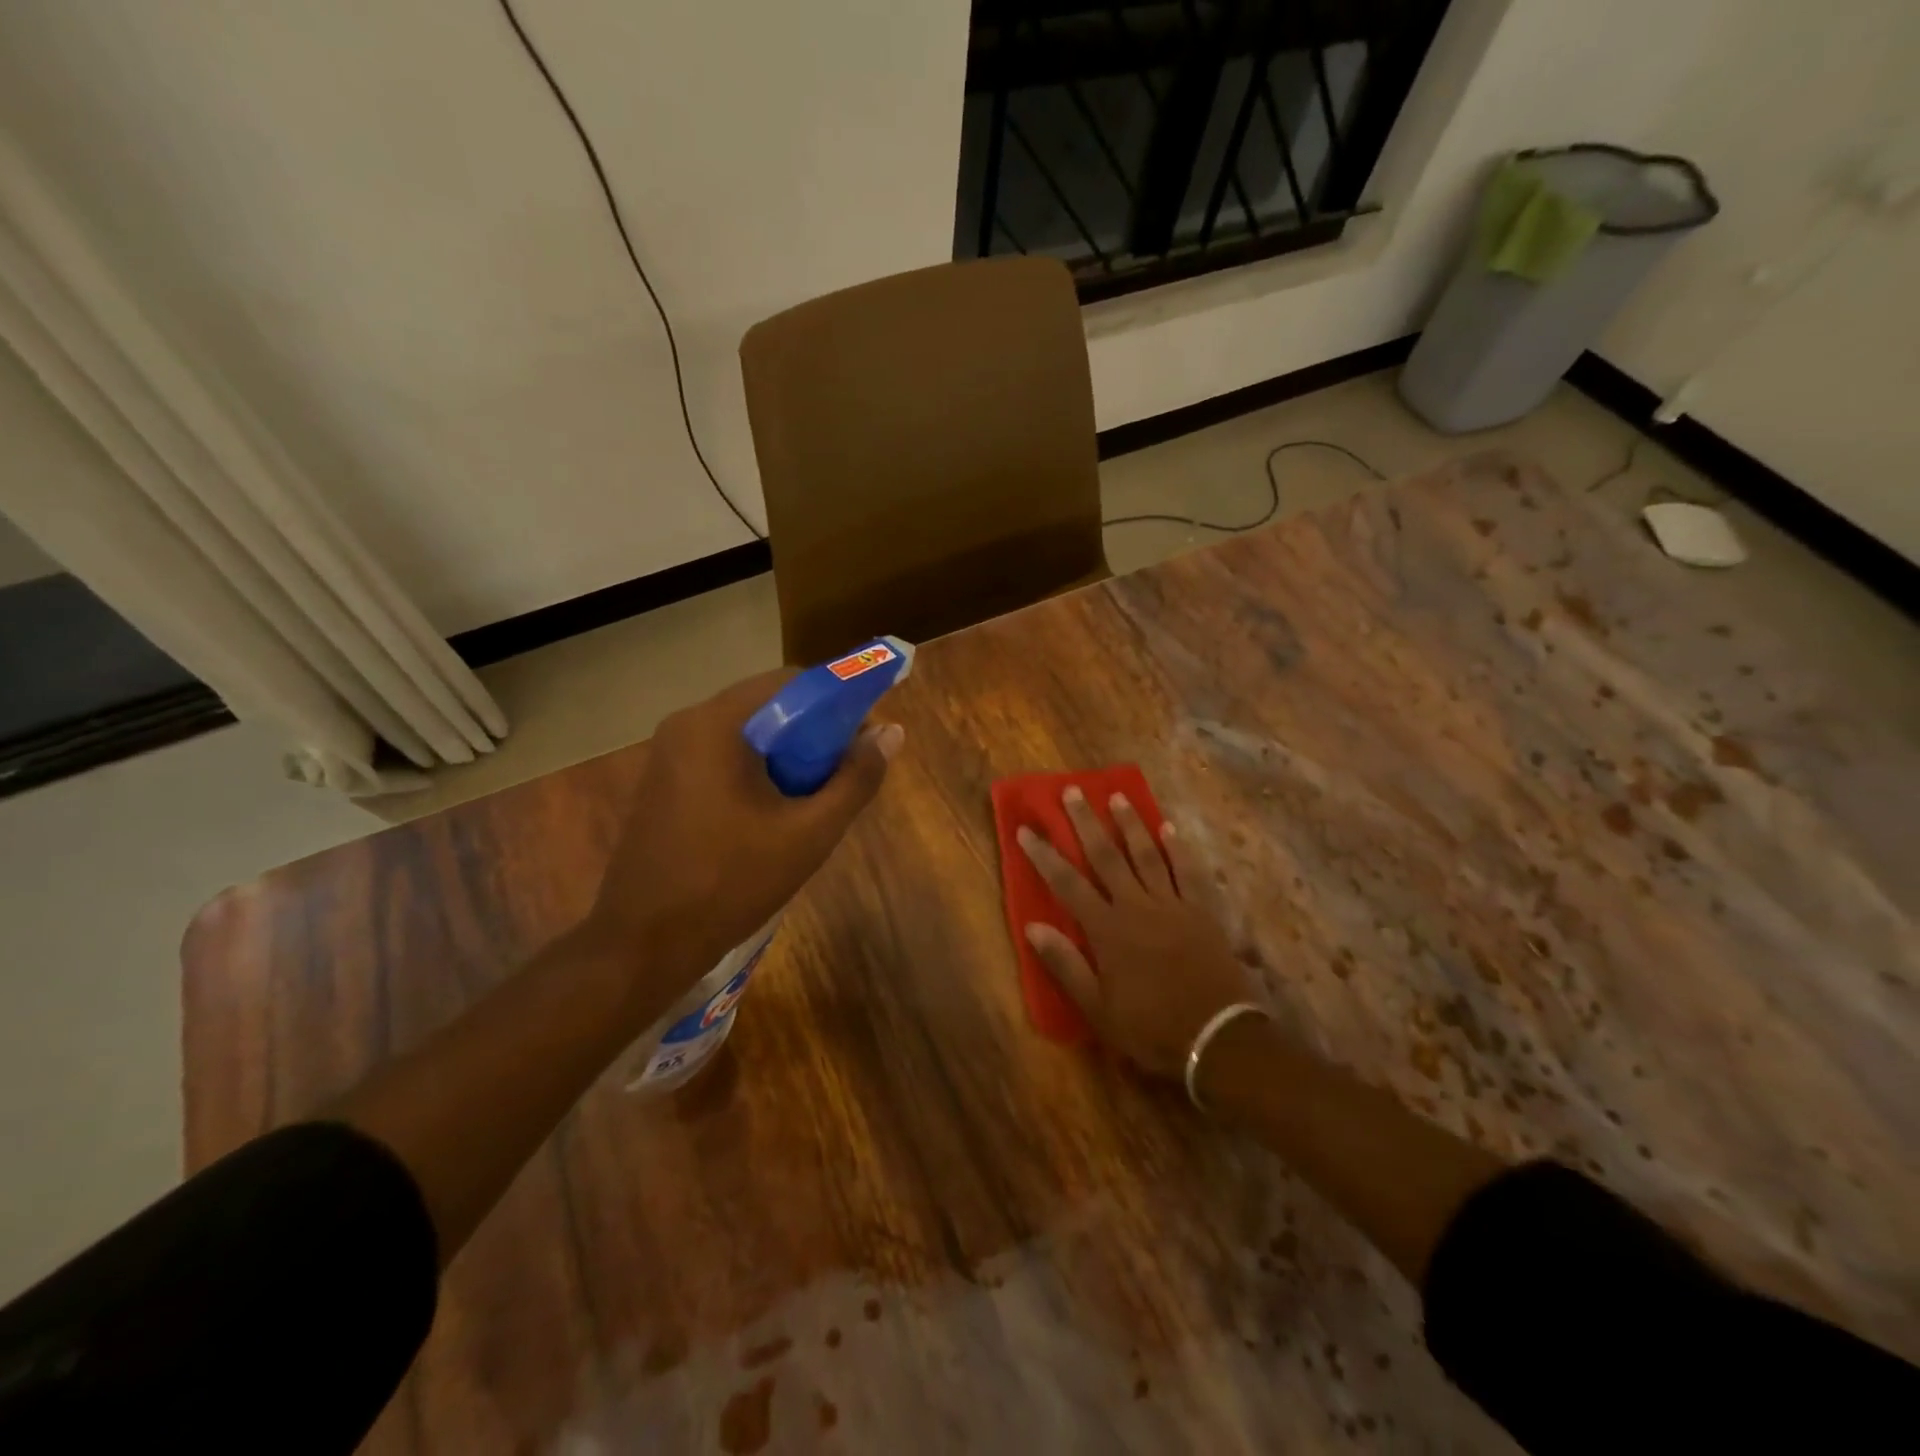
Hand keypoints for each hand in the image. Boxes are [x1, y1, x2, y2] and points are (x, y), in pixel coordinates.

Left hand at [581, 670, 901, 1005]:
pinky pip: (722, 757)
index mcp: (717, 724)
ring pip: (746, 734)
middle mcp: (686, 725)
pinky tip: (774, 812)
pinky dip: (757, 770)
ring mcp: (668, 754)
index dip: (838, 702)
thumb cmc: (731, 883)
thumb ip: (855, 779)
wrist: (643, 944)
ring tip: (815, 797)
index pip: (792, 682)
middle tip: (845, 773)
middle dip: (814, 733)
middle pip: (768, 706)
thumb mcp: (809, 833)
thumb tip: (891, 733)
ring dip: (787, 754)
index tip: (866, 737)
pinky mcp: (663, 782)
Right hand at [1017, 788, 1255, 1079]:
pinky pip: (1188, 871)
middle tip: (1073, 792)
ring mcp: (1172, 905)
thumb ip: (1065, 964)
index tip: (1027, 829)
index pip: (1067, 884)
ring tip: (1118, 796)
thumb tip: (1033, 926)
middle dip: (1086, 823)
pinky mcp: (1201, 911)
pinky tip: (1169, 827)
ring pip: (1147, 854)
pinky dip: (1178, 848)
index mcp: (1107, 930)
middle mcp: (1136, 906)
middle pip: (1107, 856)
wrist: (1217, 1039)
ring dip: (1130, 824)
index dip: (1045, 855)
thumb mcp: (1097, 1008)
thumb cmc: (1151, 1028)